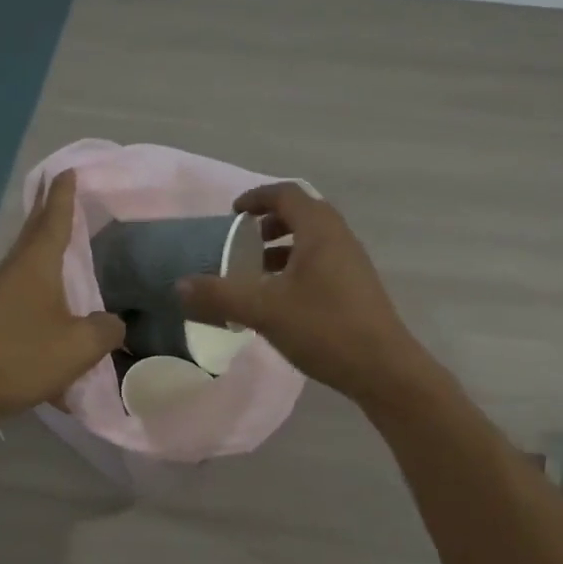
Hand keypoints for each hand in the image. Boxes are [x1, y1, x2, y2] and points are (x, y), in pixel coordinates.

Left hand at [0, 171, 124, 423]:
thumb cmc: (19, 356)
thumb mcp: (78, 346)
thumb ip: (106, 330)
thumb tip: (114, 323)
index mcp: (36, 264)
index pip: (55, 217)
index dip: (65, 194)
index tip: (70, 170)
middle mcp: (15, 269)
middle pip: (35, 231)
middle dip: (51, 210)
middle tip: (67, 192)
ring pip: (27, 258)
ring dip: (45, 245)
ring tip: (66, 240)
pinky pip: (23, 286)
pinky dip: (41, 278)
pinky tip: (52, 296)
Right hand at [177, 182, 431, 403]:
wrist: (383, 369)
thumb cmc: (324, 328)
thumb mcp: (264, 310)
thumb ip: (219, 295)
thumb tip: (179, 286)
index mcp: (319, 230)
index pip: (286, 194)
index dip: (256, 197)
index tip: (232, 213)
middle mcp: (339, 238)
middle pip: (302, 213)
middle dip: (268, 221)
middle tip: (242, 239)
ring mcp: (352, 263)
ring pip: (312, 240)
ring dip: (282, 246)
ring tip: (256, 270)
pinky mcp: (356, 288)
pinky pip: (321, 262)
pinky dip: (296, 267)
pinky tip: (280, 299)